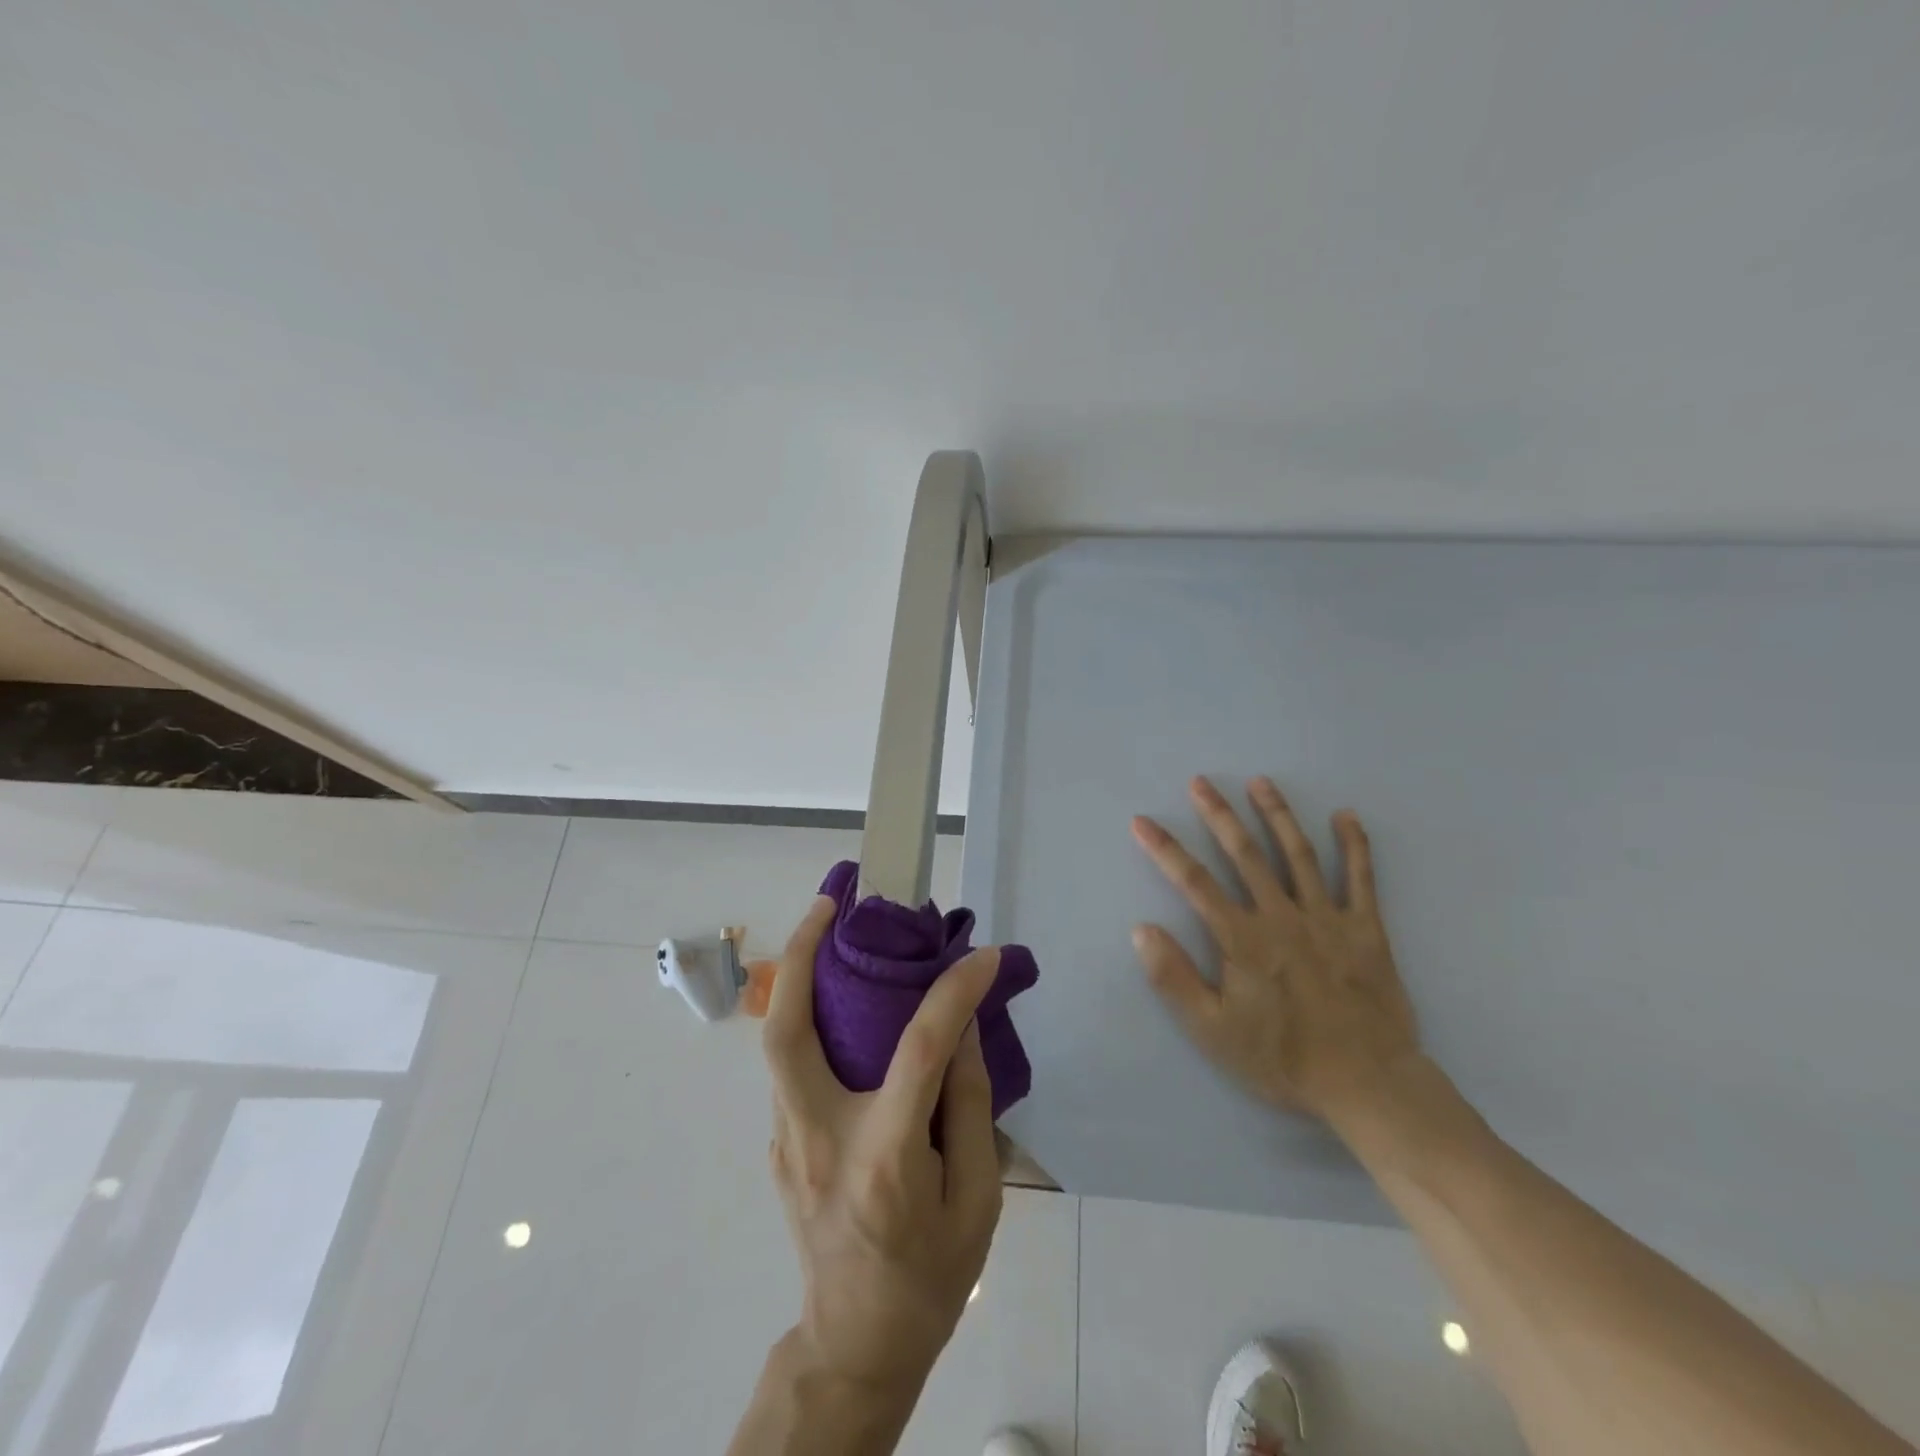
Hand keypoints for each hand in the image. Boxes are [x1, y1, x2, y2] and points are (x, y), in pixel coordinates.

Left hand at [762, 897, 1003, 1392]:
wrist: (856, 1345)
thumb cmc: (930, 1277)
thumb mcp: (977, 1200)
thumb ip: (969, 1106)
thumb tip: (961, 1028)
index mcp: (883, 1159)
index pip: (918, 1050)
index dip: (954, 992)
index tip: (983, 956)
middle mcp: (818, 1138)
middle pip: (785, 1031)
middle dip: (800, 955)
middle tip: (829, 903)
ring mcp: (786, 1142)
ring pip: (778, 1042)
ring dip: (799, 979)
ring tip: (831, 930)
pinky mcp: (780, 1144)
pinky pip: (791, 1066)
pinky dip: (811, 1019)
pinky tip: (841, 1004)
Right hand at [1130, 775, 1420, 1124]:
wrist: (1367, 1084)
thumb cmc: (1282, 1058)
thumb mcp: (1212, 1030)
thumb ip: (1174, 978)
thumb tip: (1141, 929)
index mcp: (1242, 938)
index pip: (1194, 882)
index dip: (1165, 849)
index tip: (1142, 821)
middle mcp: (1281, 915)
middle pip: (1245, 854)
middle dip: (1219, 815)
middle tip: (1201, 782)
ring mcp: (1327, 917)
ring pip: (1298, 854)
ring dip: (1277, 815)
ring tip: (1260, 782)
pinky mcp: (1366, 929)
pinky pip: (1361, 879)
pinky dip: (1355, 845)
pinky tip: (1346, 816)